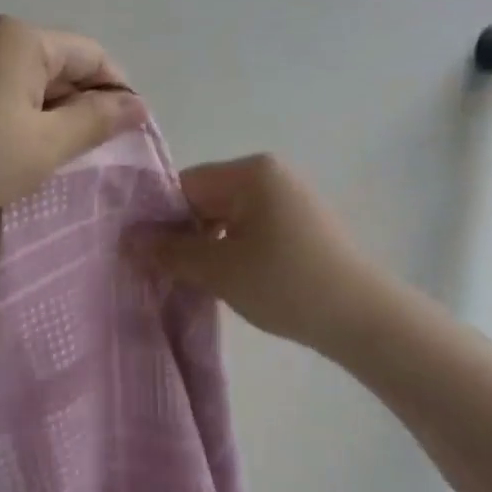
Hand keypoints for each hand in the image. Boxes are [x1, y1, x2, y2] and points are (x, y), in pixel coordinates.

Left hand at [0, 16, 147, 232]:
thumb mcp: (46, 144)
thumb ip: (97, 120)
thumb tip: (137, 105)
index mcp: (21, 38)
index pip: (91, 54)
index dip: (117, 91)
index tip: (128, 134)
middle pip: (59, 62)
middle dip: (81, 103)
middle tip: (90, 153)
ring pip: (29, 77)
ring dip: (50, 111)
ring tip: (54, 155)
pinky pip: (0, 86)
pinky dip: (19, 112)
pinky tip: (16, 147)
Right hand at [132, 155, 388, 360]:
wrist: (364, 319)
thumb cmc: (285, 283)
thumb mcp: (218, 269)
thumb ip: (169, 251)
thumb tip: (127, 239)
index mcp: (251, 171)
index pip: (186, 185)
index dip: (161, 219)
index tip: (145, 254)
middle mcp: (272, 174)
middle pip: (207, 199)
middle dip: (185, 234)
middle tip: (166, 273)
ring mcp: (291, 199)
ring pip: (229, 217)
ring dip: (209, 246)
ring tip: (196, 282)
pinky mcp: (303, 225)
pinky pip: (253, 229)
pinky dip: (235, 251)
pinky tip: (231, 281)